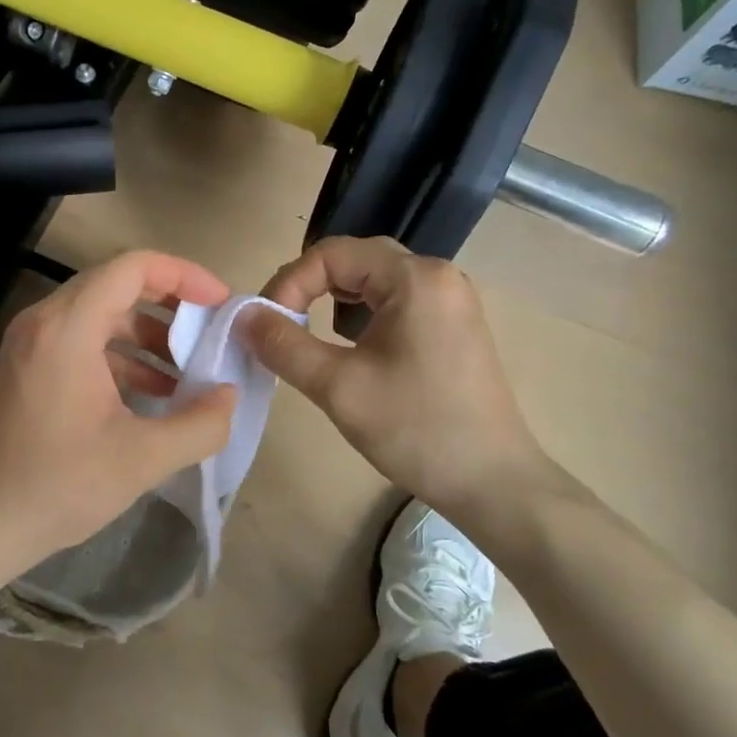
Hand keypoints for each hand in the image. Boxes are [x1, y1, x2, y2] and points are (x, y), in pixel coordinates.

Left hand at [0, 250, 238, 572]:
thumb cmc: (60, 485)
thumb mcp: (144, 458)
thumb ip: (201, 424)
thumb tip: (228, 395)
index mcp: (67, 328)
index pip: (132, 267)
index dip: (184, 275)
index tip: (220, 303)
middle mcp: (43, 321)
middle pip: (115, 284)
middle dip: (170, 304)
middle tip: (209, 332)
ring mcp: (30, 343)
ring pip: (100, 313)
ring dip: (147, 334)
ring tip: (188, 370)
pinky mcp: (28, 367)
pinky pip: (82, 340)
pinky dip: (121, 355)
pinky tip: (153, 392)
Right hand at [241, 236, 562, 520]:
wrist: (493, 483)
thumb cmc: (415, 429)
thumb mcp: (337, 387)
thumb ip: (283, 345)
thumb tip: (243, 316)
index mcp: (415, 278)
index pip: (332, 253)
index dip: (289, 282)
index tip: (267, 325)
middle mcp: (438, 276)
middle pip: (355, 259)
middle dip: (309, 287)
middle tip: (281, 325)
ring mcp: (451, 300)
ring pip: (375, 280)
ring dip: (334, 300)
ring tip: (310, 335)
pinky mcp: (454, 325)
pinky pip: (397, 301)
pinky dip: (362, 315)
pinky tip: (352, 348)